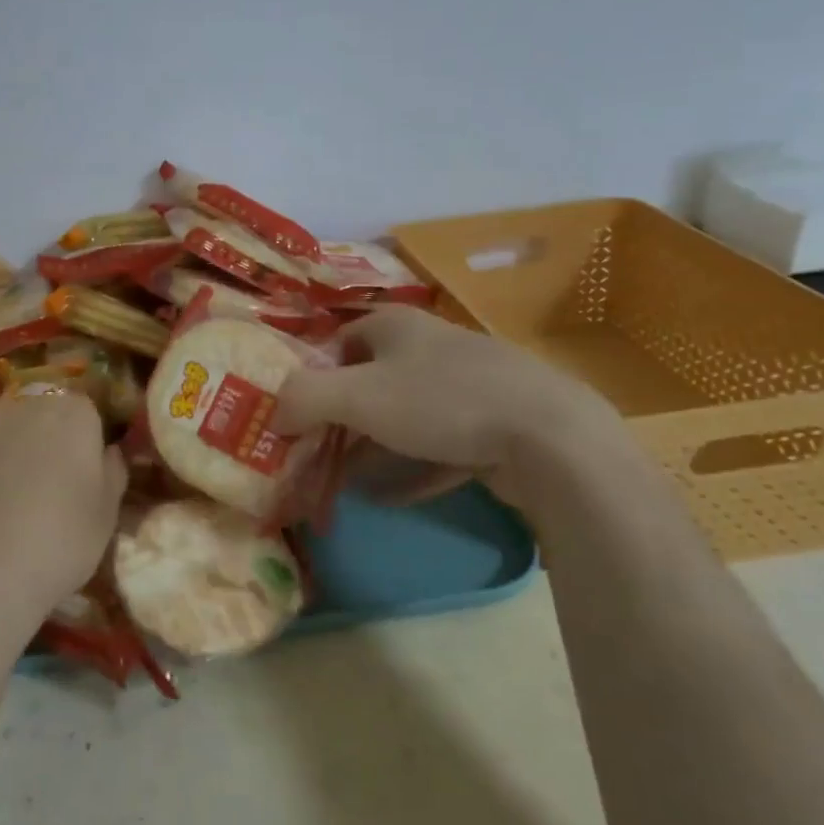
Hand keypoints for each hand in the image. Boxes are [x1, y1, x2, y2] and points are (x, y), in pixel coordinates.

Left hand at [0, 393, 127, 631]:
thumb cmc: (58, 543)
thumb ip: (112, 473)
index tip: (79, 480)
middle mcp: (21, 404)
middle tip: (39, 492)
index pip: (84, 413)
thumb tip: (108, 451)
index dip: (82, 445)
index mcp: (71, 413)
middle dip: (39, 443)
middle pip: (36, 415)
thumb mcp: (106, 517)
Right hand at [272, 306, 628, 507]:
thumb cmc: (440, 402)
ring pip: (406, 416)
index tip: (295, 418)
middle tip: (315, 456)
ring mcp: (468, 385)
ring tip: (346, 483)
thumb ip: (303, 398)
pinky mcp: (495, 424)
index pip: (338, 343)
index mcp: (397, 326)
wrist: (549, 435)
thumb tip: (274, 414)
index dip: (312, 377)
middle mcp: (431, 347)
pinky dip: (413, 468)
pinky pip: (441, 446)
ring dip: (374, 448)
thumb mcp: (357, 396)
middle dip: (341, 420)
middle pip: (371, 381)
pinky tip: (392, 498)